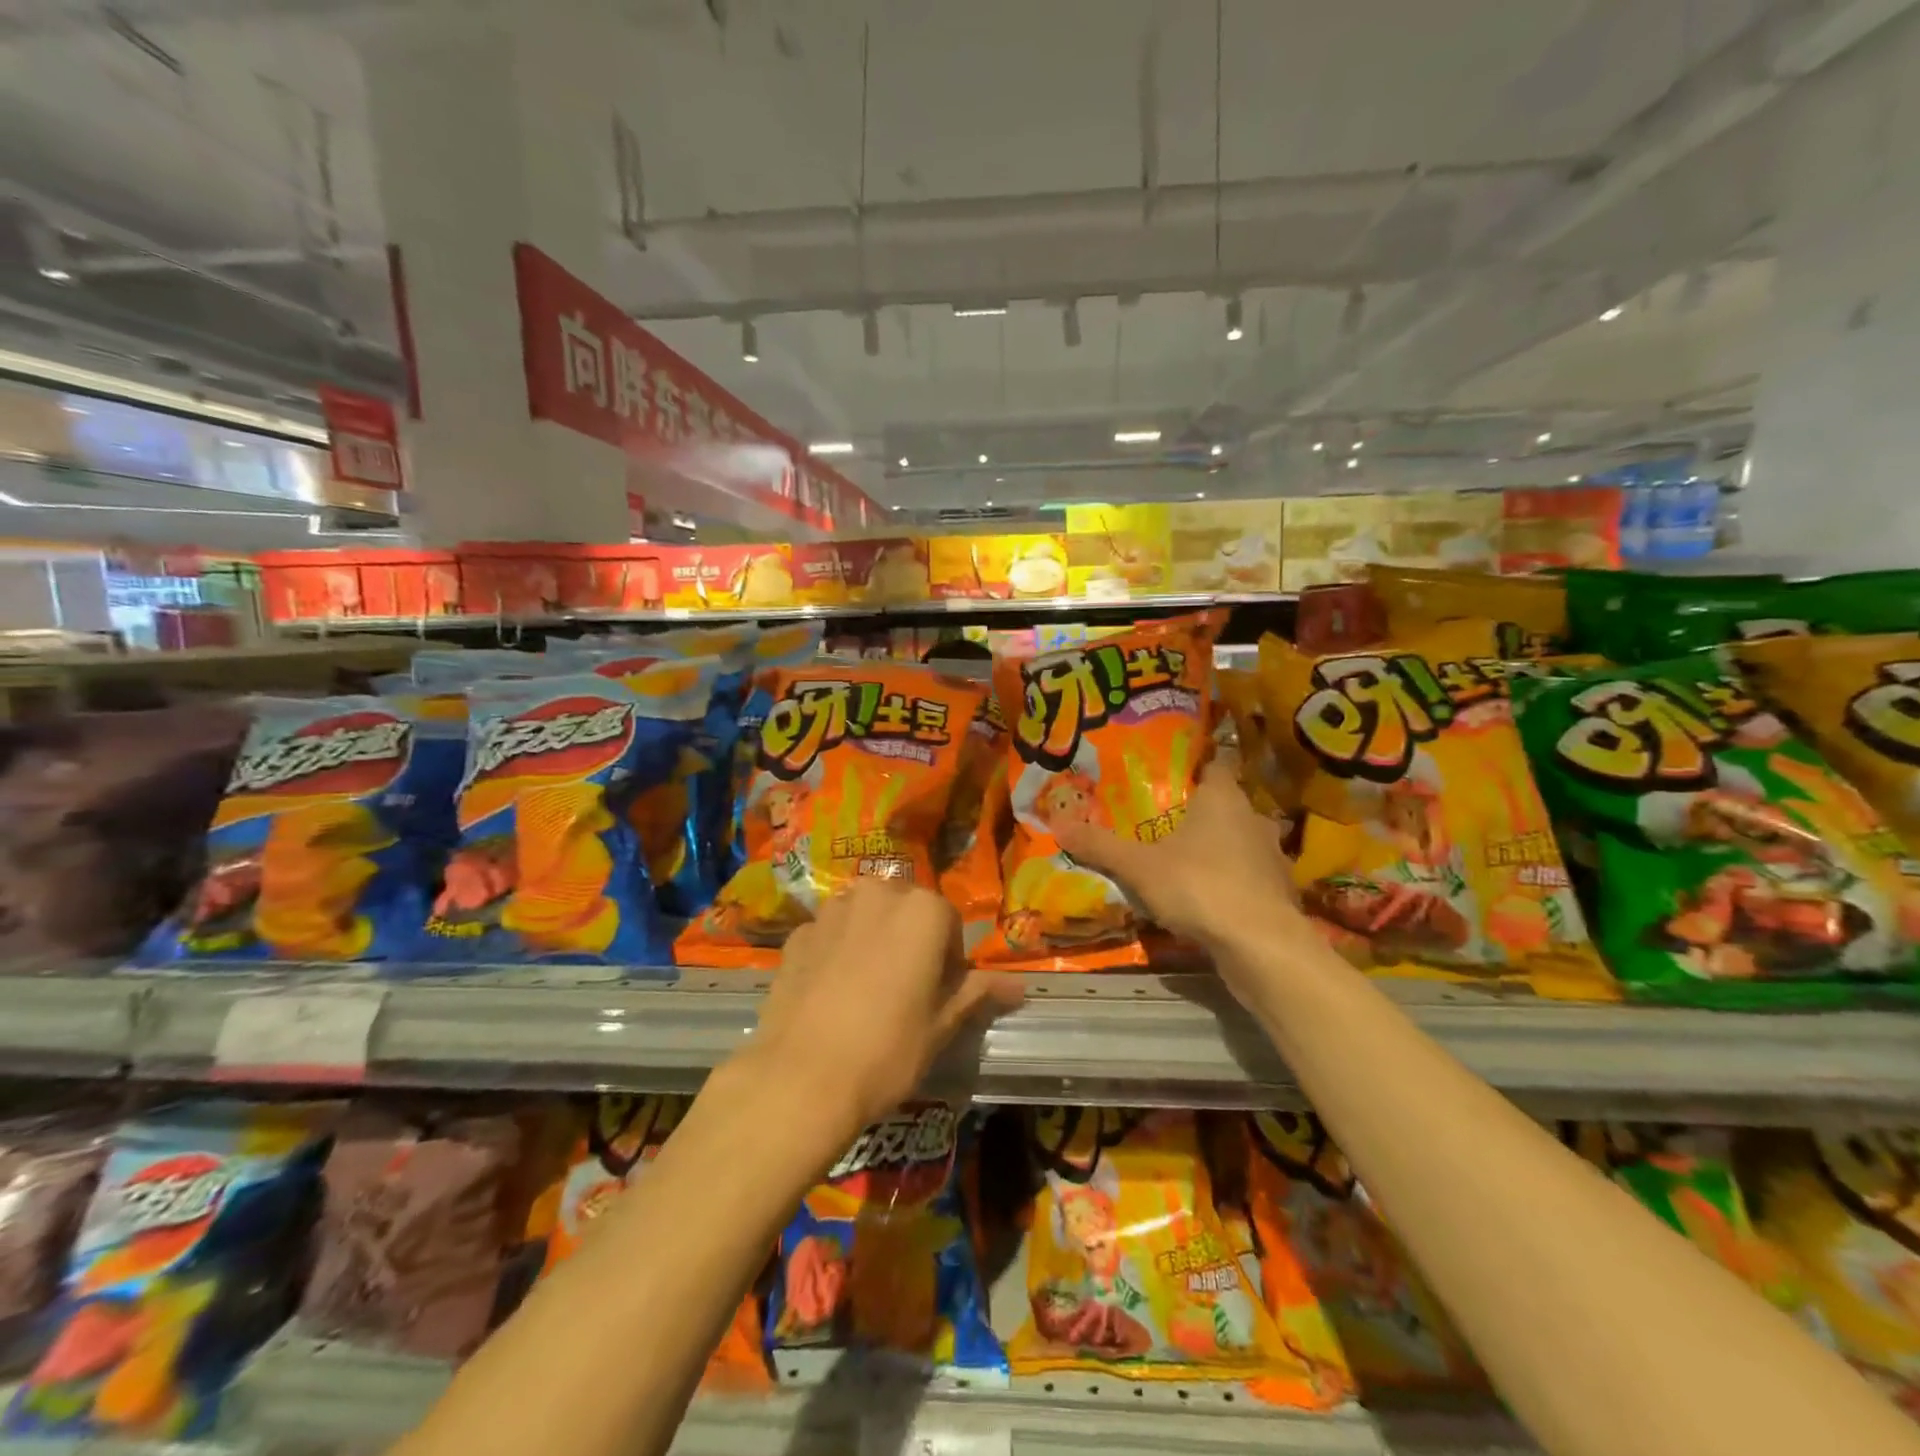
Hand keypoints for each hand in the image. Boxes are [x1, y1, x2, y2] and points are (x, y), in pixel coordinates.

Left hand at [746, 880, 1023, 1129]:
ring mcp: (831, 911)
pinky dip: (835, 952)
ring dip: (872, 940)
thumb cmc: (888, 1050)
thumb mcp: (942, 1025)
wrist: (801, 1079)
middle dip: (910, 940)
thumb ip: (978, 993)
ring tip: (865, 992)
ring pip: (864, 916)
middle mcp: (877, 894)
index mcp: (922, 910)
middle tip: (906, 990)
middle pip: (905, 910)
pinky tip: (830, 995)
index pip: (950, 923)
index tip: (940, 995)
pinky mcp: (796, 934)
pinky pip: (828, 935)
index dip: (949, 960)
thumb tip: (1019, 986)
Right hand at [1054, 762, 1304, 972]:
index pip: (1216, 764)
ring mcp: (1272, 857)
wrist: (1262, 946)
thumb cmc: (1200, 886)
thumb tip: (1057, 824)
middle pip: (1226, 805)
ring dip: (1219, 849)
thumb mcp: (1138, 866)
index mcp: (1223, 798)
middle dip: (1199, 813)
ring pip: (1240, 842)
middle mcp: (1253, 819)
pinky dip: (1232, 882)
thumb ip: (1101, 845)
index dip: (1195, 766)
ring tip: (1184, 860)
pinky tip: (1209, 898)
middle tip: (1165, 821)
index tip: (1171, 774)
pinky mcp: (1278, 892)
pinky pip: (1249, 877)